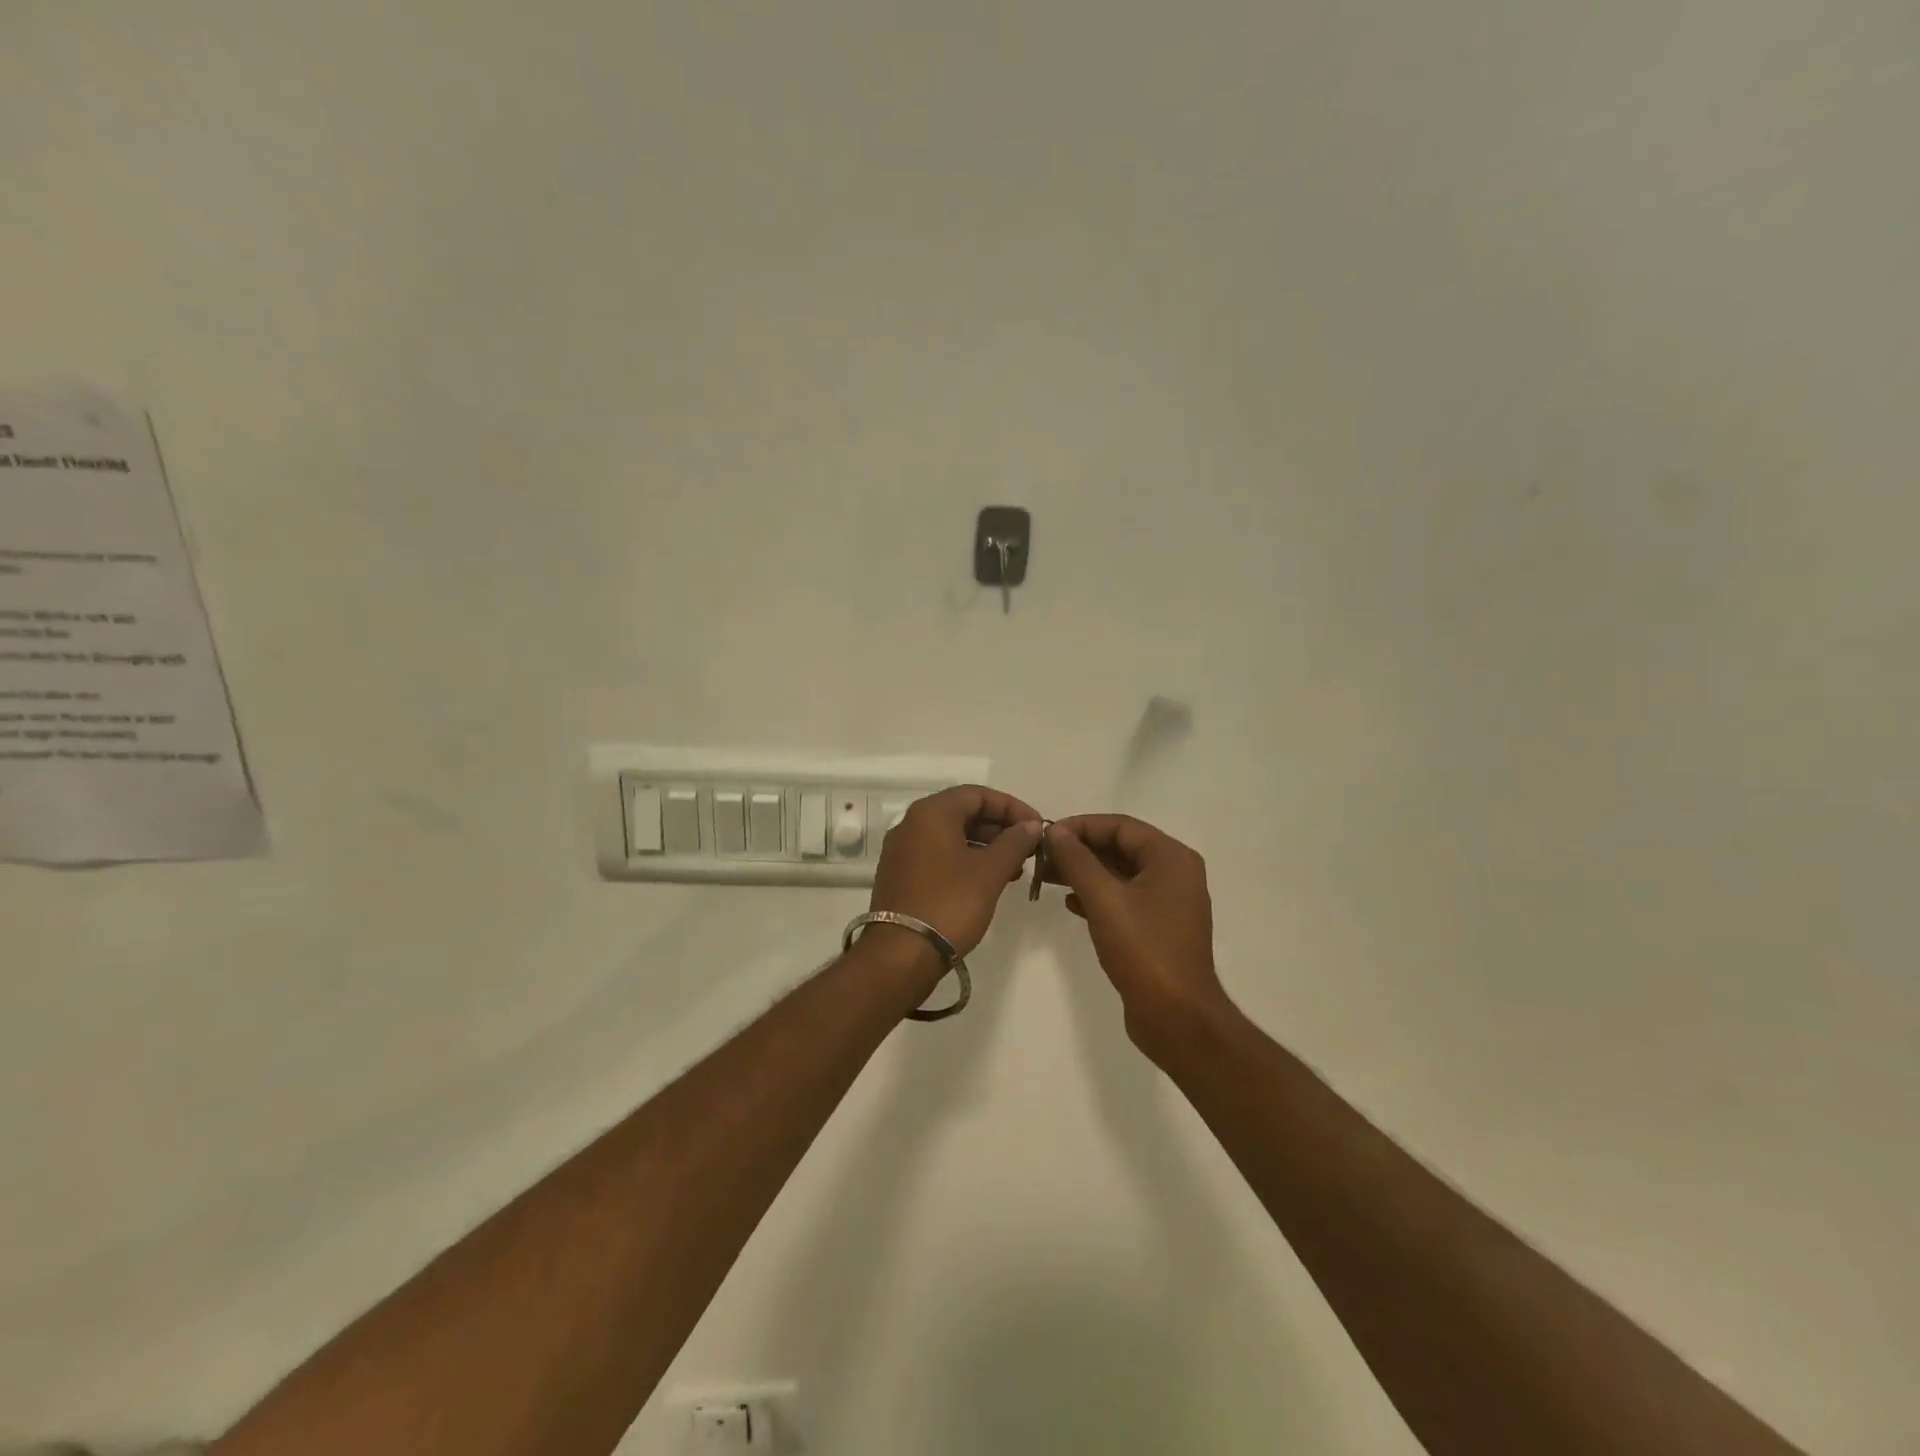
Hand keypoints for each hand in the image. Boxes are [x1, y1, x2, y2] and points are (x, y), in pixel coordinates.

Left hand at [869, 785, 1043, 961]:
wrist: (902, 954)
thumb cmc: (950, 903)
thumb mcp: (990, 871)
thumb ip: (1014, 842)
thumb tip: (1031, 825)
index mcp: (931, 813)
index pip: (978, 794)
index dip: (1012, 807)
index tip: (1037, 826)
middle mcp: (911, 824)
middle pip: (963, 812)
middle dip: (999, 828)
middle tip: (1028, 848)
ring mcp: (902, 851)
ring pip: (951, 836)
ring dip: (985, 846)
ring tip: (1014, 869)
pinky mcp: (900, 876)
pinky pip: (938, 856)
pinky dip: (965, 861)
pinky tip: (987, 881)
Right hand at [1044, 814, 1229, 1060]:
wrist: (1177, 1018)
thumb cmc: (1144, 950)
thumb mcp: (1104, 900)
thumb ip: (1078, 861)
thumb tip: (1055, 831)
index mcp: (1171, 858)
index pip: (1120, 826)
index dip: (1080, 826)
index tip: (1045, 835)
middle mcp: (1174, 873)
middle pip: (1120, 847)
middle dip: (1079, 850)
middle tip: (1041, 858)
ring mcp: (1168, 902)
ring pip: (1119, 874)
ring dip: (1084, 873)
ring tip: (1047, 878)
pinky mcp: (1158, 927)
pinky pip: (1123, 898)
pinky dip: (1097, 896)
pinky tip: (1070, 904)